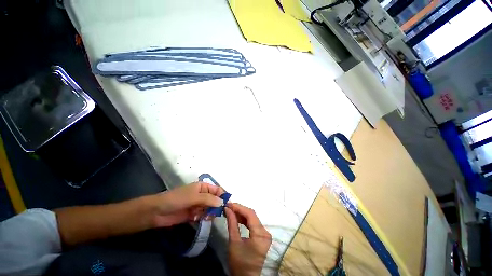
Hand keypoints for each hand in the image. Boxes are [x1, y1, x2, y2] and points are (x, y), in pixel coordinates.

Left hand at [151, 182, 224, 226]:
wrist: (157, 212)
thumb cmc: (177, 199)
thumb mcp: (194, 197)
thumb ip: (209, 199)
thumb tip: (222, 202)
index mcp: (203, 187)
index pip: (217, 190)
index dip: (223, 196)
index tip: (228, 205)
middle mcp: (202, 195)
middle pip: (214, 200)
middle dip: (216, 206)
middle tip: (216, 214)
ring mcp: (197, 205)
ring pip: (209, 209)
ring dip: (209, 213)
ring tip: (205, 217)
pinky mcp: (193, 214)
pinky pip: (202, 216)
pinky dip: (202, 218)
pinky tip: (197, 219)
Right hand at [225, 203, 271, 275]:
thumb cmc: (240, 264)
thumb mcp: (234, 243)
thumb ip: (232, 223)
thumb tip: (228, 209)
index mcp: (261, 234)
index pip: (250, 214)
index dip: (239, 207)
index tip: (229, 204)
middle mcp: (265, 232)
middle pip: (252, 215)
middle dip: (240, 210)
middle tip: (228, 207)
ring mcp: (264, 234)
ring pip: (252, 218)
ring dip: (241, 214)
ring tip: (231, 211)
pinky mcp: (262, 236)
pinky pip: (253, 224)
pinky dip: (245, 220)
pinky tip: (237, 218)